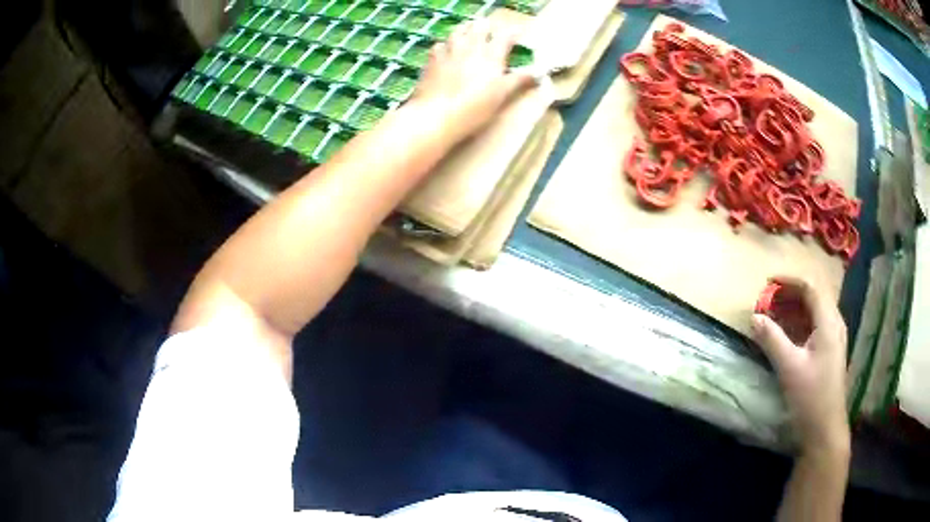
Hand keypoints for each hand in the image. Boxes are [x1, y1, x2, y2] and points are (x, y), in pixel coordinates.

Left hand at [409, 19, 536, 142]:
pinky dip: (445, 44)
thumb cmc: (474, 108)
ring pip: (459, 30)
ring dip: (467, 29)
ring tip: (470, 32)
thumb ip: (518, 80)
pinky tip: (446, 50)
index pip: (505, 36)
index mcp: (491, 55)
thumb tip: (538, 73)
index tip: (518, 33)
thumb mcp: (502, 96)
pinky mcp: (432, 60)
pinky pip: (439, 45)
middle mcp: (471, 47)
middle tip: (491, 30)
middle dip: (488, 27)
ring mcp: (449, 51)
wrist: (435, 116)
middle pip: (480, 27)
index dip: (513, 33)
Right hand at [751, 277, 849, 455]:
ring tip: (774, 312)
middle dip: (790, 293)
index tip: (767, 282)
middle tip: (768, 299)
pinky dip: (800, 321)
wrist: (825, 429)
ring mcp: (834, 337)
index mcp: (829, 322)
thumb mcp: (789, 368)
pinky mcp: (830, 350)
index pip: (810, 287)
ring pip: (815, 310)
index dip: (789, 281)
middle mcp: (835, 323)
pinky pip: (815, 325)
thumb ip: (772, 340)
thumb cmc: (810, 397)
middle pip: (814, 296)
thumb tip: (754, 317)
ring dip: (795, 307)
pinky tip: (787, 332)